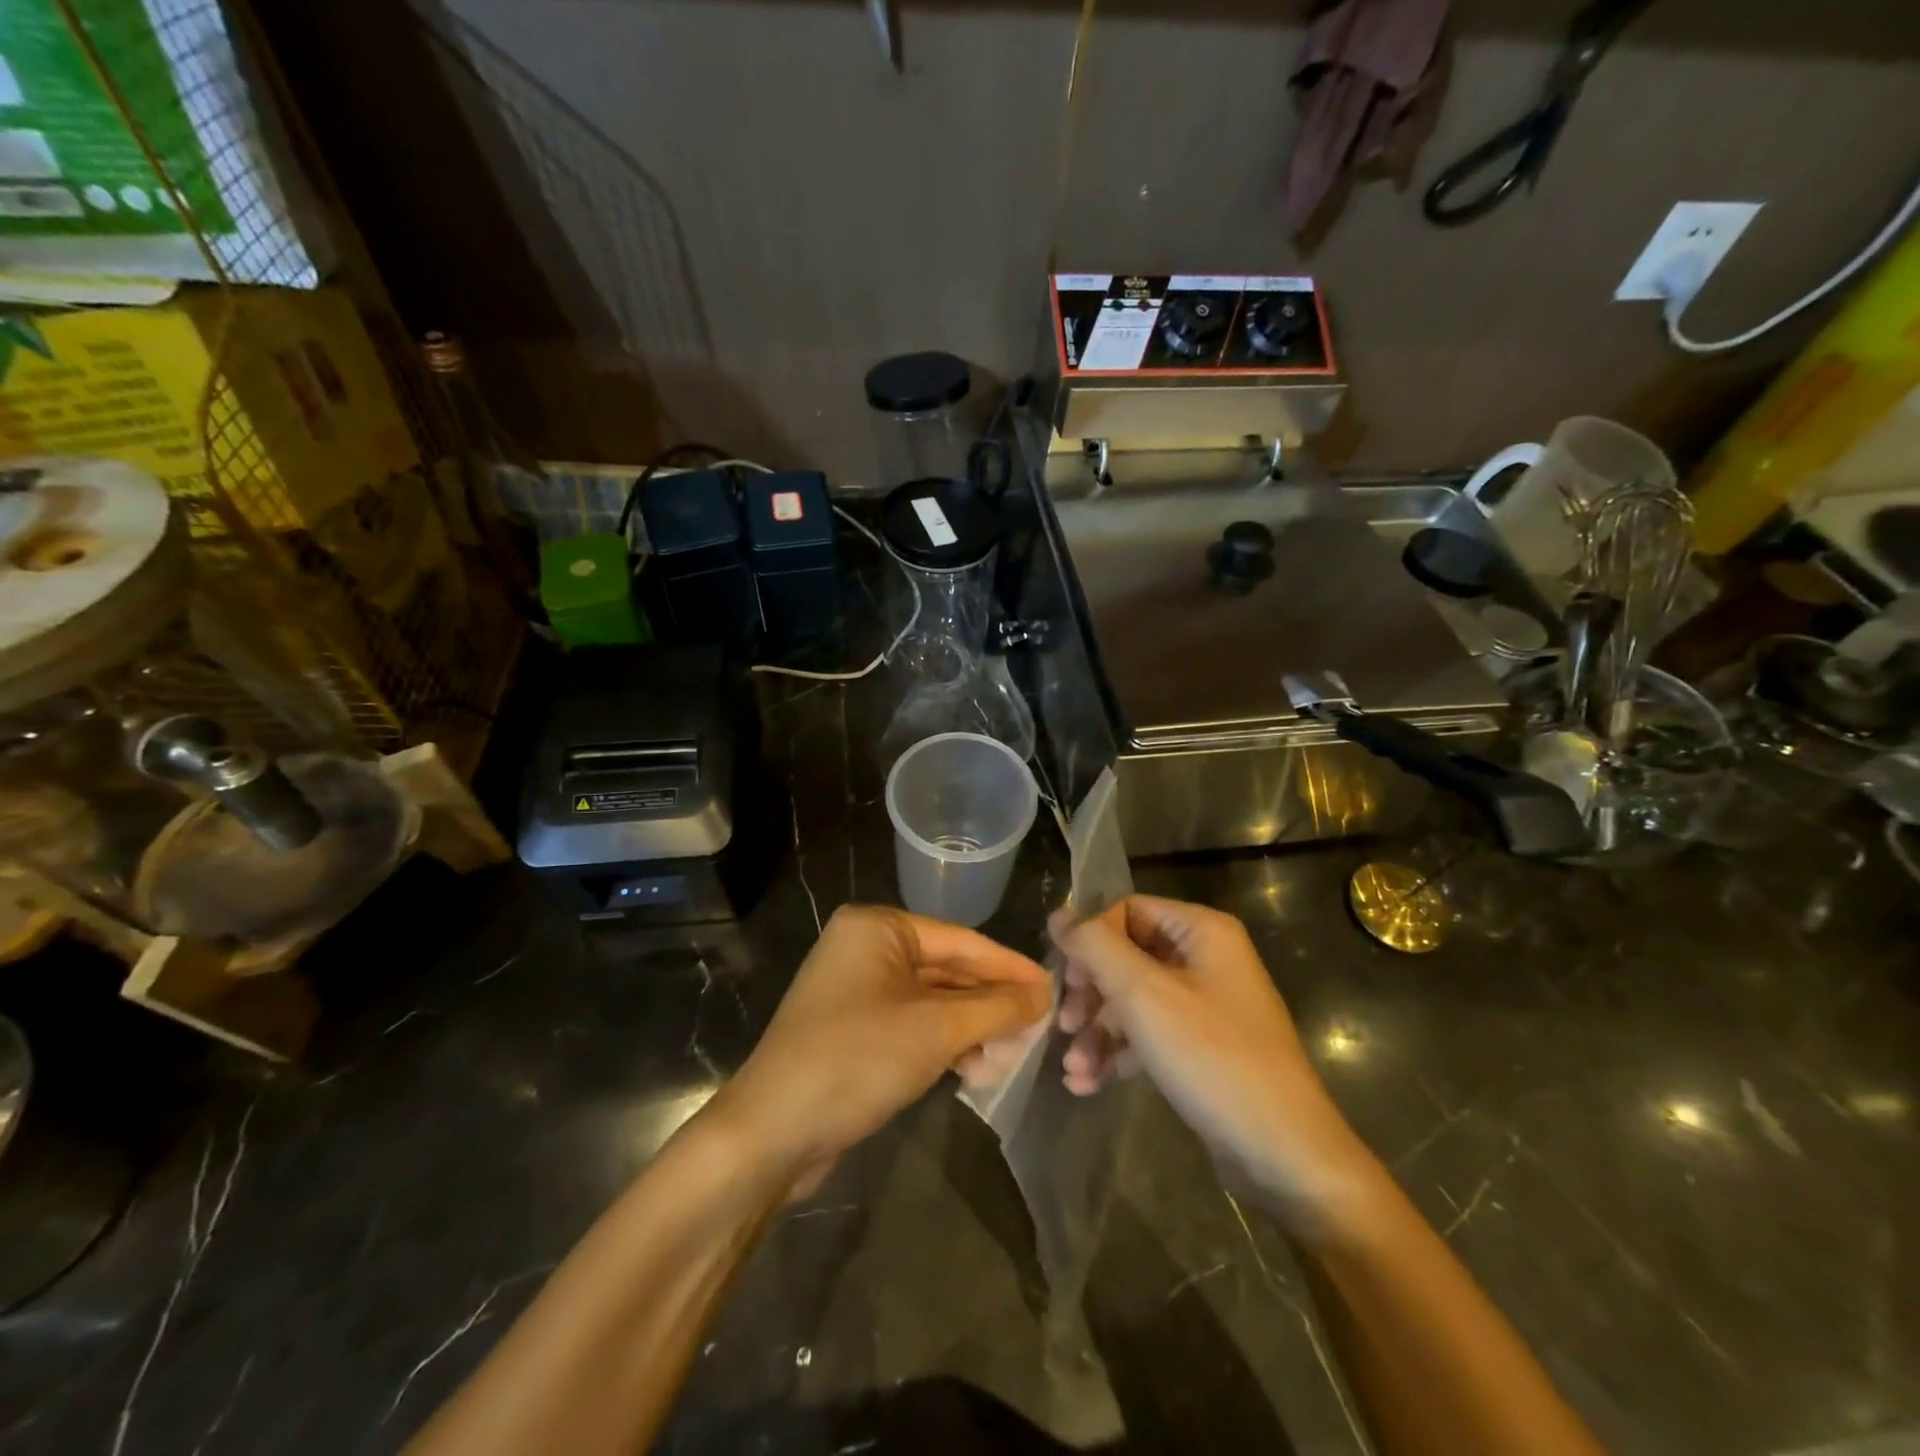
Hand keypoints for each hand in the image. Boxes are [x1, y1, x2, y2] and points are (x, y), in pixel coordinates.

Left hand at [712, 905, 1051, 1189]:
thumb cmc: (857, 1059)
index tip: (1053, 989)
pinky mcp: (851, 1028)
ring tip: (1009, 1054)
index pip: (961, 941)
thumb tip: (1042, 994)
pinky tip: (972, 1067)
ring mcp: (854, 989)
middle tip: (1037, 1027)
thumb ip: (995, 1007)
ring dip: (969, 1026)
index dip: (1009, 967)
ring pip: (930, 1000)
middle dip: (989, 1001)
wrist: (770, 1132)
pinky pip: (910, 1023)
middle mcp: (864, 947)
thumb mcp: (936, 1030)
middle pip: (946, 969)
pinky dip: (942, 1042)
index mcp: (877, 927)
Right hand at [1052, 895, 1377, 1234]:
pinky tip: (1087, 1083)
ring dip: (1097, 1030)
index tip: (1067, 980)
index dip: (1091, 940)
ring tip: (1072, 1068)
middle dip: (1090, 993)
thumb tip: (1058, 914)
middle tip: (1064, 1024)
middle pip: (1126, 956)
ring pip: (1133, 1000)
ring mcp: (1204, 1005)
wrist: (1283, 1153)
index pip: (1127, 911)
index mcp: (1201, 931)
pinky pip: (1148, 1034)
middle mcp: (1205, 959)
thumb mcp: (1144, 995)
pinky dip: (1117, 1053)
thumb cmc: (1213, 1058)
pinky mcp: (1201, 1047)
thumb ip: (1095, 948)